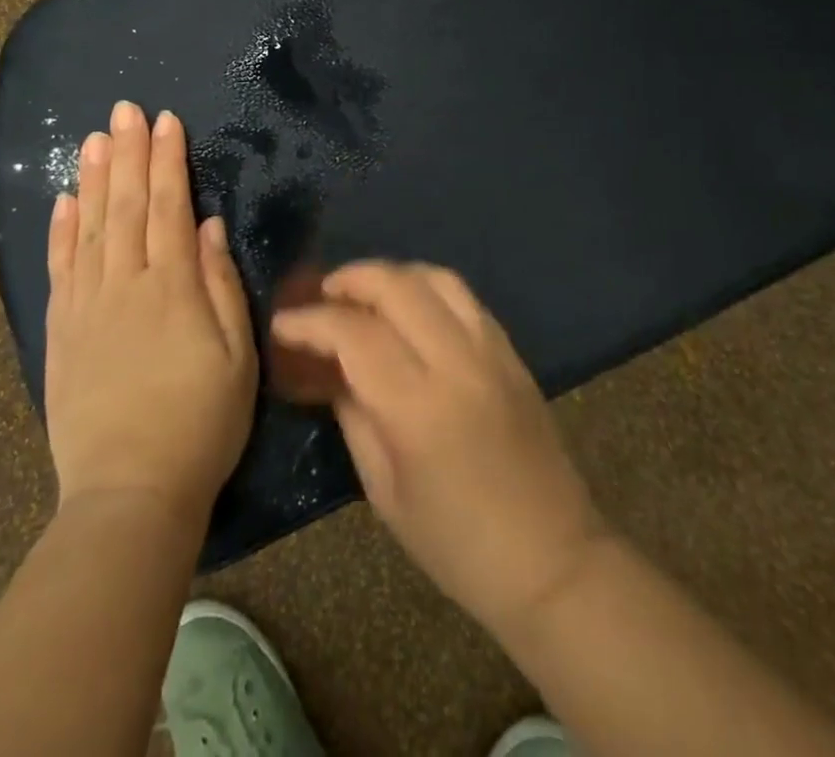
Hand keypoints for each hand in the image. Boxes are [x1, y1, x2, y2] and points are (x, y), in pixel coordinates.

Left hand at [43, 102, 256, 525]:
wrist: (130, 492)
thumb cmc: (201, 423)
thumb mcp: (237, 356)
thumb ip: (220, 284)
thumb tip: (207, 226)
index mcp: (172, 288)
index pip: (168, 207)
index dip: (168, 161)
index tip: (166, 121)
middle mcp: (124, 285)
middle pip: (125, 206)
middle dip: (128, 153)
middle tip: (125, 111)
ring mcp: (86, 306)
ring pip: (88, 227)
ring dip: (92, 178)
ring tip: (93, 138)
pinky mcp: (60, 332)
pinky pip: (59, 268)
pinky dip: (60, 230)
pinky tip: (62, 200)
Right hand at [271, 262, 606, 634]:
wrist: (552, 560)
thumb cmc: (456, 544)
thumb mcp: (385, 491)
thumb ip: (354, 415)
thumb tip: (329, 368)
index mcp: (418, 407)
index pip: (354, 333)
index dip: (310, 321)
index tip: (283, 323)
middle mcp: (457, 362)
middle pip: (396, 285)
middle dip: (349, 279)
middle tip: (322, 296)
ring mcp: (490, 350)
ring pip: (434, 277)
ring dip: (391, 275)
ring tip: (364, 294)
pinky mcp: (511, 350)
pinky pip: (464, 296)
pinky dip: (427, 287)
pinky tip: (410, 308)